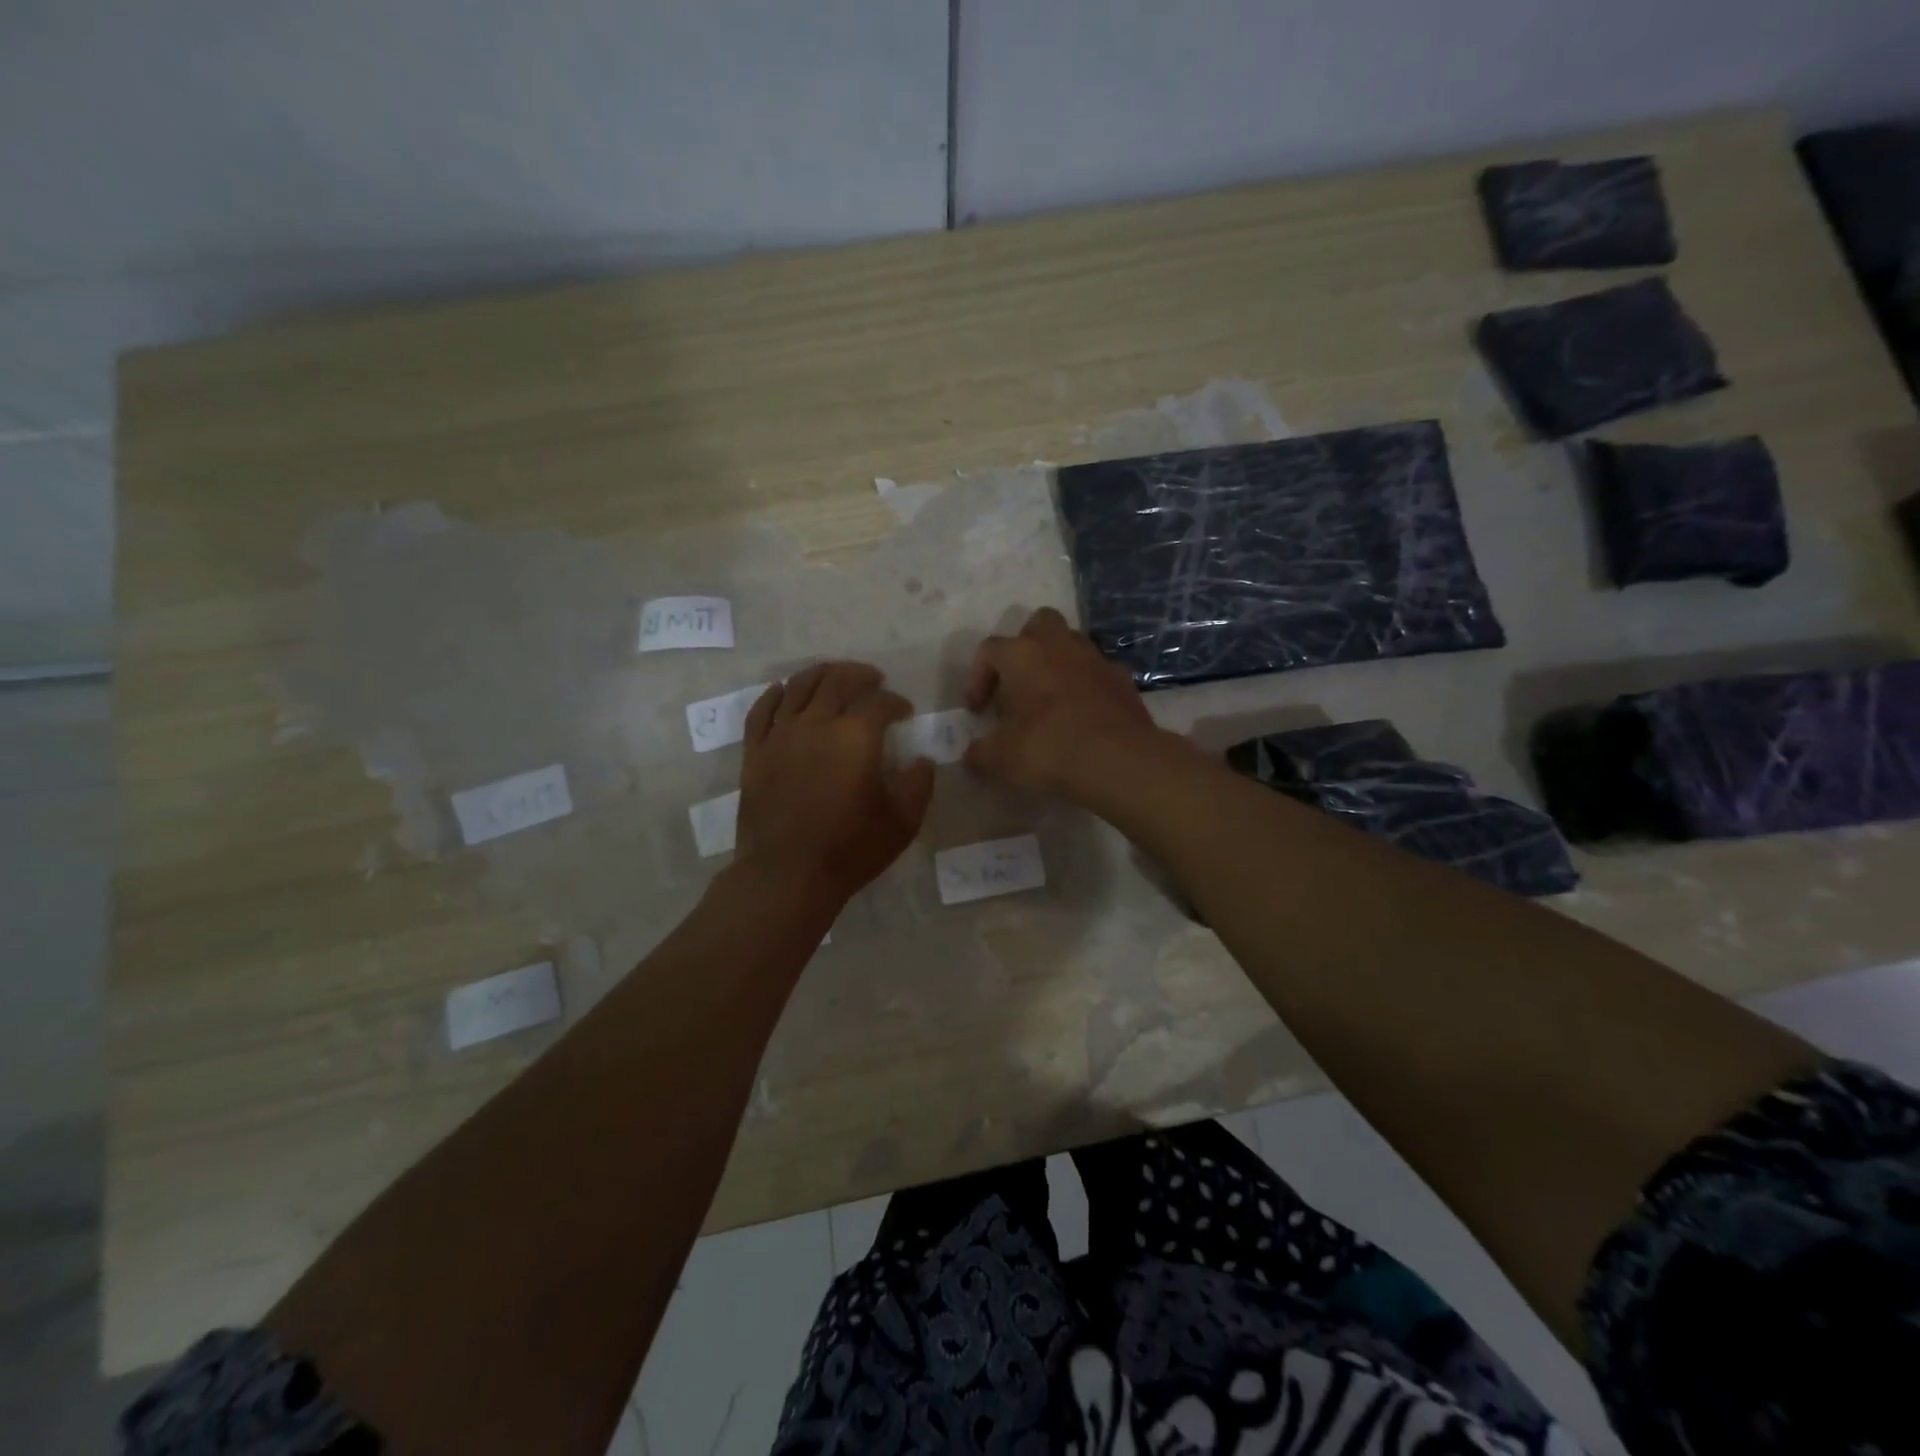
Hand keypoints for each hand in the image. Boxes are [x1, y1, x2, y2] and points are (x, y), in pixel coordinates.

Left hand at [737, 662, 935, 903]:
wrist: (786, 875)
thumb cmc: (850, 849)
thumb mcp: (902, 822)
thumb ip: (918, 785)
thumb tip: (922, 760)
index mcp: (856, 736)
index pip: (879, 702)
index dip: (895, 702)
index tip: (905, 712)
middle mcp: (816, 724)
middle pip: (837, 681)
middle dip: (860, 675)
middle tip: (873, 680)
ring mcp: (780, 735)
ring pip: (798, 686)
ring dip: (821, 674)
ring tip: (834, 675)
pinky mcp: (755, 752)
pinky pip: (762, 710)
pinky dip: (775, 694)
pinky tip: (782, 690)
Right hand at [962, 608, 1159, 794]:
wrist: (1118, 759)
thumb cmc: (1048, 748)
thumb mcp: (1000, 759)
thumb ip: (979, 753)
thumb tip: (973, 754)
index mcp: (1022, 655)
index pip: (989, 650)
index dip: (977, 678)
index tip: (978, 711)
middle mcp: (1058, 646)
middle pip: (1038, 624)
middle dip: (1026, 646)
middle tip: (1019, 681)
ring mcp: (1096, 659)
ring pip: (1072, 643)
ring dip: (1058, 663)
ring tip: (1051, 698)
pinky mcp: (1123, 679)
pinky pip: (1099, 672)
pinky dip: (1088, 685)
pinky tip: (1084, 714)